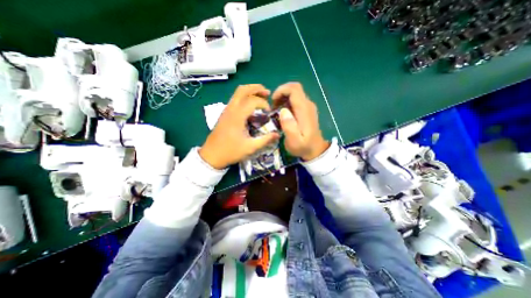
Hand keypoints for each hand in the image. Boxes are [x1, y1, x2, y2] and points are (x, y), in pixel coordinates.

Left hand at [200, 83, 281, 169]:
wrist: (211, 155)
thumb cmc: (231, 151)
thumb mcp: (250, 147)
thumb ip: (265, 140)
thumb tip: (278, 134)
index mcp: (237, 116)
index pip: (252, 101)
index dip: (263, 103)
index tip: (269, 112)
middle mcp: (231, 109)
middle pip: (242, 89)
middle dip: (256, 88)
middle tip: (267, 93)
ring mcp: (226, 110)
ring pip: (237, 93)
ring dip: (250, 91)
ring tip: (261, 96)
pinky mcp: (224, 114)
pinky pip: (235, 99)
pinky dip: (244, 97)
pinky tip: (250, 106)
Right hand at [274, 81, 328, 160]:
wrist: (315, 150)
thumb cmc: (303, 147)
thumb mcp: (294, 141)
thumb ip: (289, 126)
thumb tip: (283, 110)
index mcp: (304, 110)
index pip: (294, 90)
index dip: (281, 91)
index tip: (273, 102)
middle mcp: (307, 105)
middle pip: (294, 88)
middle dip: (281, 93)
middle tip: (273, 106)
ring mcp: (308, 107)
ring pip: (295, 93)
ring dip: (283, 97)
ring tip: (276, 110)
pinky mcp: (307, 110)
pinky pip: (296, 100)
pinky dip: (287, 102)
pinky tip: (282, 112)